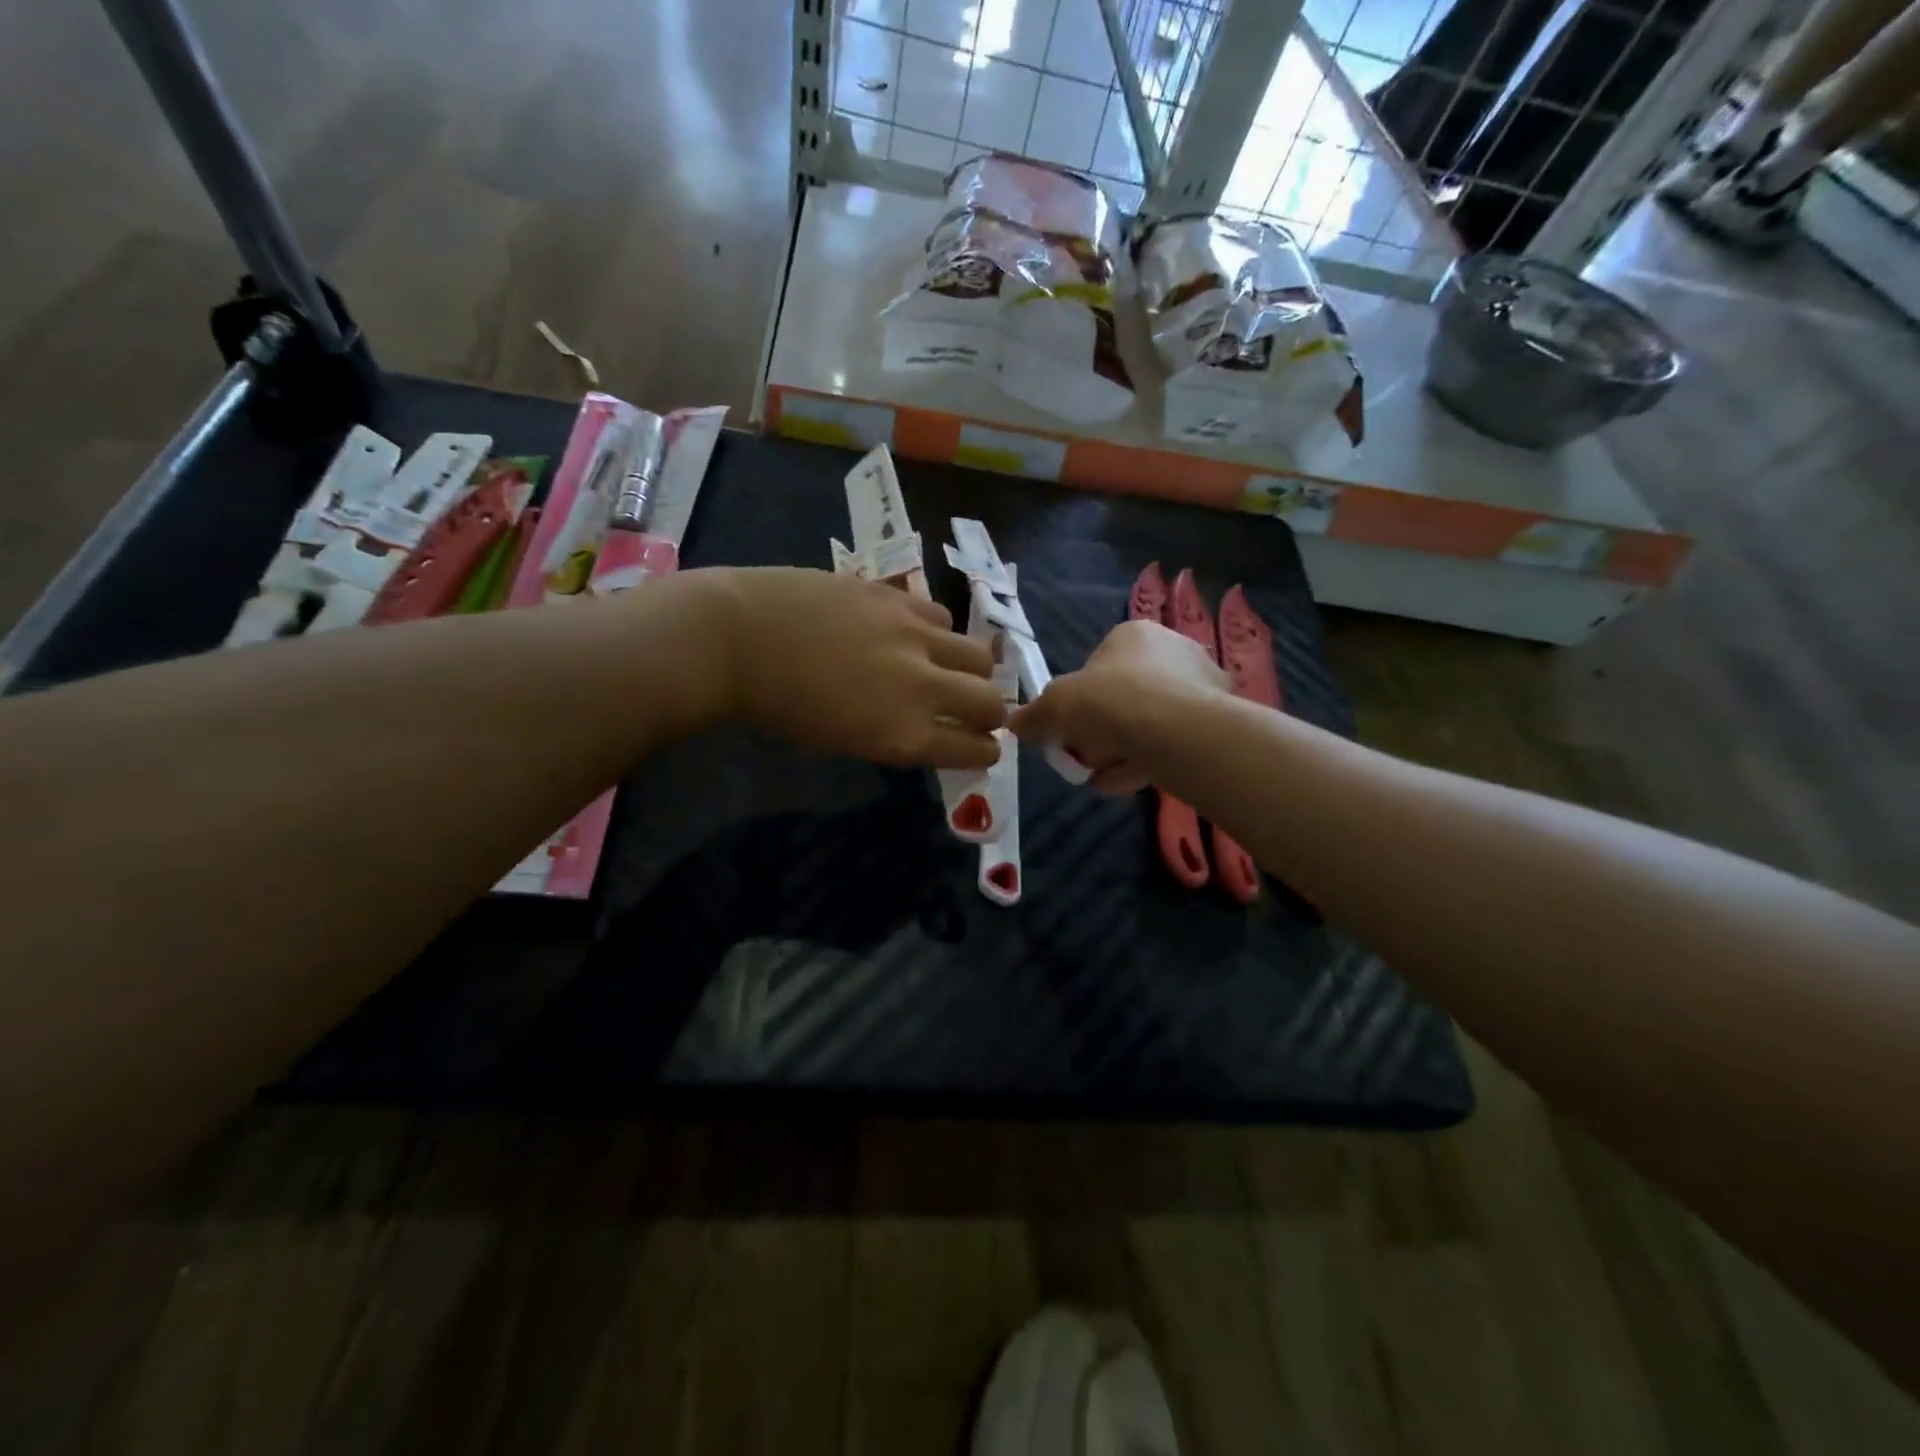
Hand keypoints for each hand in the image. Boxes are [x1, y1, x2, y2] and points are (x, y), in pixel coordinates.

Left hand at [704, 567, 1004, 768]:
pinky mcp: (899, 597)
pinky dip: (937, 631)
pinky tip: (913, 632)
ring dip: (972, 669)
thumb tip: (933, 725)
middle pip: (992, 702)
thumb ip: (899, 734)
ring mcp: (914, 637)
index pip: (976, 750)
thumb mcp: (845, 740)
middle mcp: (922, 688)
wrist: (738, 639)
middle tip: (975, 709)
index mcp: (905, 736)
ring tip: (948, 665)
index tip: (981, 745)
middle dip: (991, 712)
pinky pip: (942, 617)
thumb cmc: (780, 706)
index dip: (984, 751)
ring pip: (979, 654)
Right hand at [1009, 620, 1225, 793]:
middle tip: (1086, 758)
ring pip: (1149, 723)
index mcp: (1133, 634)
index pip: (1097, 667)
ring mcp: (1201, 684)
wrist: (1176, 731)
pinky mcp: (1219, 719)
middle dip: (1102, 732)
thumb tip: (1014, 724)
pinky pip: (1173, 741)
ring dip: (1122, 752)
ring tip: (1105, 779)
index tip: (1069, 731)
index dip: (1078, 702)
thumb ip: (1034, 716)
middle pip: (1124, 697)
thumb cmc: (1109, 702)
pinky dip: (1150, 761)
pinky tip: (1132, 783)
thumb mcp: (1054, 707)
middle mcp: (1172, 649)